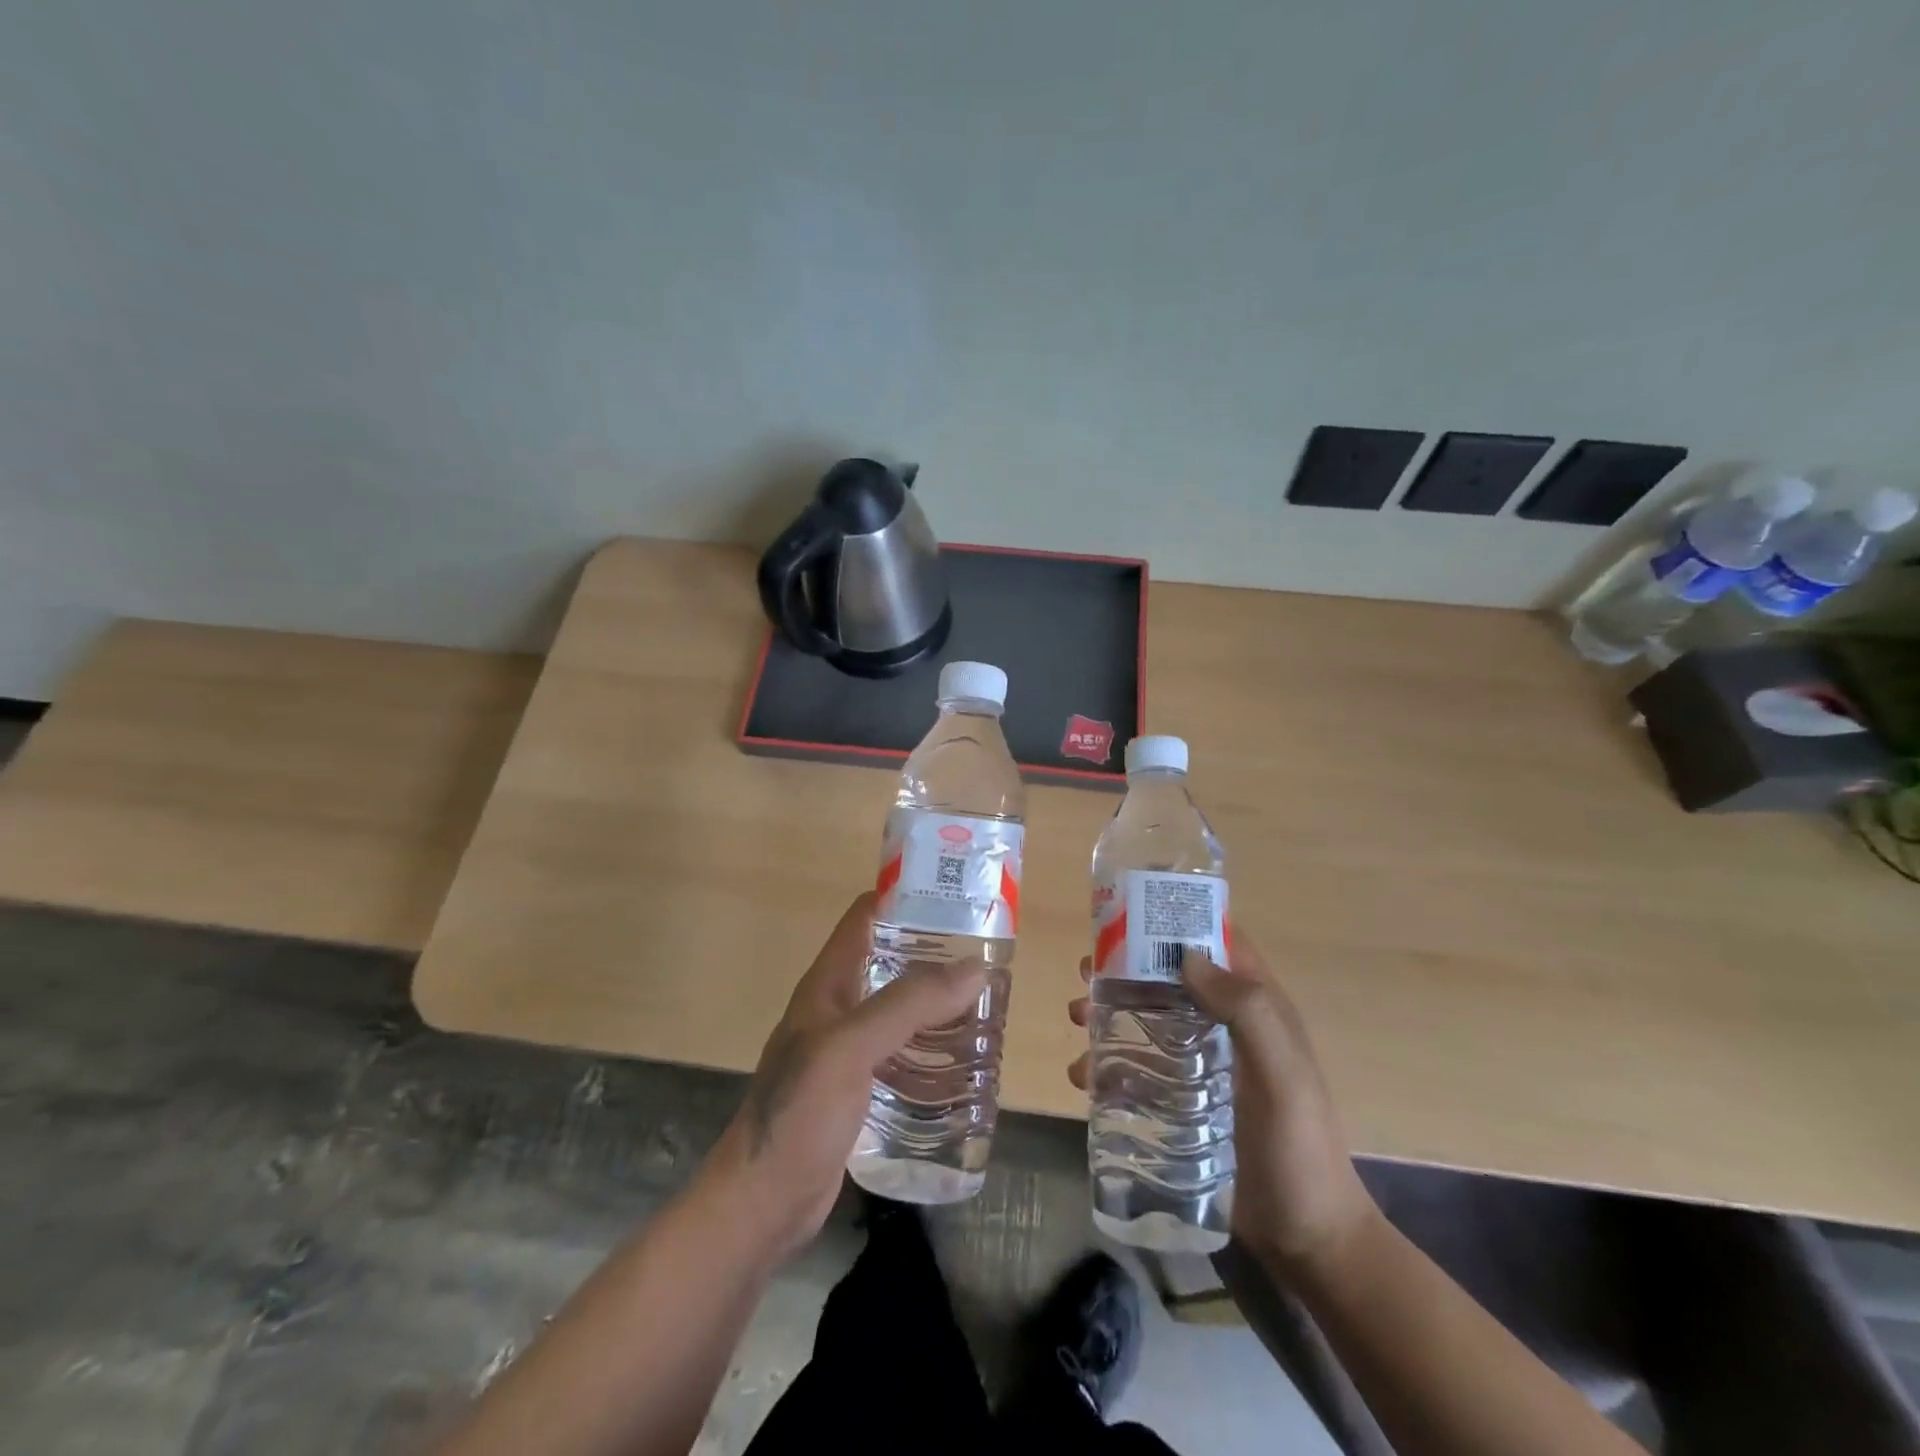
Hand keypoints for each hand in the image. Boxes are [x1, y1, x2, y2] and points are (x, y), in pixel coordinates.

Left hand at [702, 892, 987, 1263]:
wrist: (761, 1206)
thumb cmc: (798, 1115)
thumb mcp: (850, 1049)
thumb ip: (908, 1006)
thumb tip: (974, 967)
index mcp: (827, 984)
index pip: (866, 918)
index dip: (905, 898)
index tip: (956, 895)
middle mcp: (838, 1009)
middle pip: (891, 963)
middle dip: (935, 955)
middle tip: (988, 957)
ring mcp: (848, 1052)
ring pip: (901, 1011)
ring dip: (939, 1005)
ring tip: (988, 1005)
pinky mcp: (861, 1090)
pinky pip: (903, 1055)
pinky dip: (933, 1049)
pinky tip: (965, 1062)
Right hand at [1068, 928, 1378, 1277]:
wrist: (1307, 1238)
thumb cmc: (1299, 1146)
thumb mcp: (1283, 1073)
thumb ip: (1247, 1011)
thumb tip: (1186, 956)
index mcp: (1256, 1007)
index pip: (1218, 943)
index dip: (1178, 921)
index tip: (1128, 914)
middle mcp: (1227, 1026)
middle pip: (1170, 979)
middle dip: (1126, 970)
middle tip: (1085, 972)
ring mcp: (1203, 1065)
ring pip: (1148, 1021)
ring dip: (1110, 1013)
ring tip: (1077, 1020)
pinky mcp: (1182, 1102)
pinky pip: (1138, 1069)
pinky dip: (1108, 1064)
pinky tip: (1084, 1078)